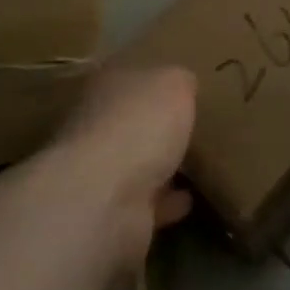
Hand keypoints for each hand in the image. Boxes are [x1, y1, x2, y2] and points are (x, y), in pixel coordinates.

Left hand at [54, 65, 196, 263]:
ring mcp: (99, 173)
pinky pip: (145, 202)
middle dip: (153, 125)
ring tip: (194, 165)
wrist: (106, 198)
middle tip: (190, 126)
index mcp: (105, 87)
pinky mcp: (111, 213)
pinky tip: (189, 200)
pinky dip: (165, 202)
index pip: (128, 76)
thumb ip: (180, 81)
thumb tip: (183, 85)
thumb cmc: (139, 125)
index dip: (152, 79)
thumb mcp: (174, 84)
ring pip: (135, 164)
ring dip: (159, 166)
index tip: (178, 87)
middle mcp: (95, 127)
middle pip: (129, 121)